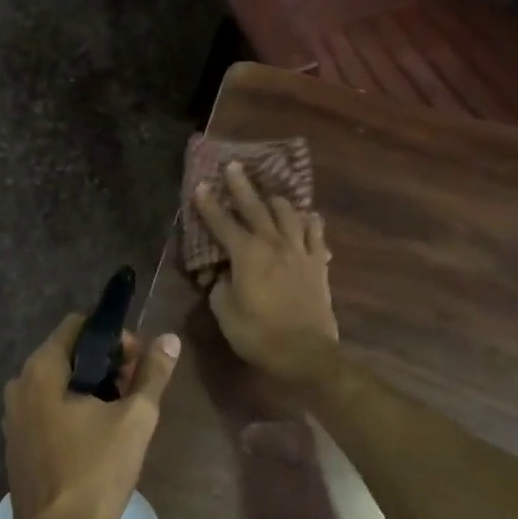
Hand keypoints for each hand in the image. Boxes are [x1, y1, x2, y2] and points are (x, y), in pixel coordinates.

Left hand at [2, 316, 180, 518]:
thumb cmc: (96, 472)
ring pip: (59, 383)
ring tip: (123, 415)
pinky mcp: (17, 443)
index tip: (138, 363)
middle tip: (136, 391)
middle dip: (106, 364)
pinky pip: (48, 408)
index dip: (113, 336)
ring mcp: (14, 416)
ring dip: (92, 388)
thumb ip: (153, 374)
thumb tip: (169, 339)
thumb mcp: (135, 419)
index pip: (79, 325)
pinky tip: (97, 437)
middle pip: (69, 353)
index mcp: (42, 369)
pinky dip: (73, 410)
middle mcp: (19, 384)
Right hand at [193, 162, 339, 383]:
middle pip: (255, 207)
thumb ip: (219, 286)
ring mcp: (299, 251)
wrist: (305, 352)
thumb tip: (220, 274)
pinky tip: (309, 217)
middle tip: (234, 166)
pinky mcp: (318, 263)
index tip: (199, 186)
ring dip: (277, 200)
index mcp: (246, 254)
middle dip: (242, 186)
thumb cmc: (258, 334)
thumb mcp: (225, 312)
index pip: (222, 223)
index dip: (208, 205)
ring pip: (288, 214)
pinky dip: (310, 222)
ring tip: (271, 194)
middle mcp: (273, 243)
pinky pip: (315, 234)